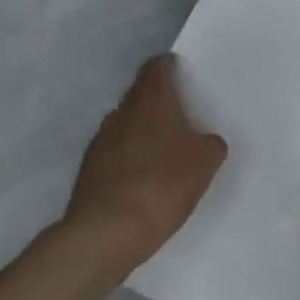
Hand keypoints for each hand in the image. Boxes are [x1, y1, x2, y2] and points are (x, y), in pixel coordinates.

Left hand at [59, 56, 228, 266]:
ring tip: (165, 149)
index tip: (182, 72)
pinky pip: (116, 152)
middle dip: (159, 101)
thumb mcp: (205, 163)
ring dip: (143, 130)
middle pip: (140, 96)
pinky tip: (145, 177)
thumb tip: (203, 141)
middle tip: (182, 114)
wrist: (107, 232)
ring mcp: (100, 141)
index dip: (170, 67)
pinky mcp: (90, 169)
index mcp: (151, 103)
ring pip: (126, 124)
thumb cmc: (163, 186)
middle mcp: (121, 114)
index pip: (157, 69)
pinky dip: (131, 156)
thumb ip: (210, 144)